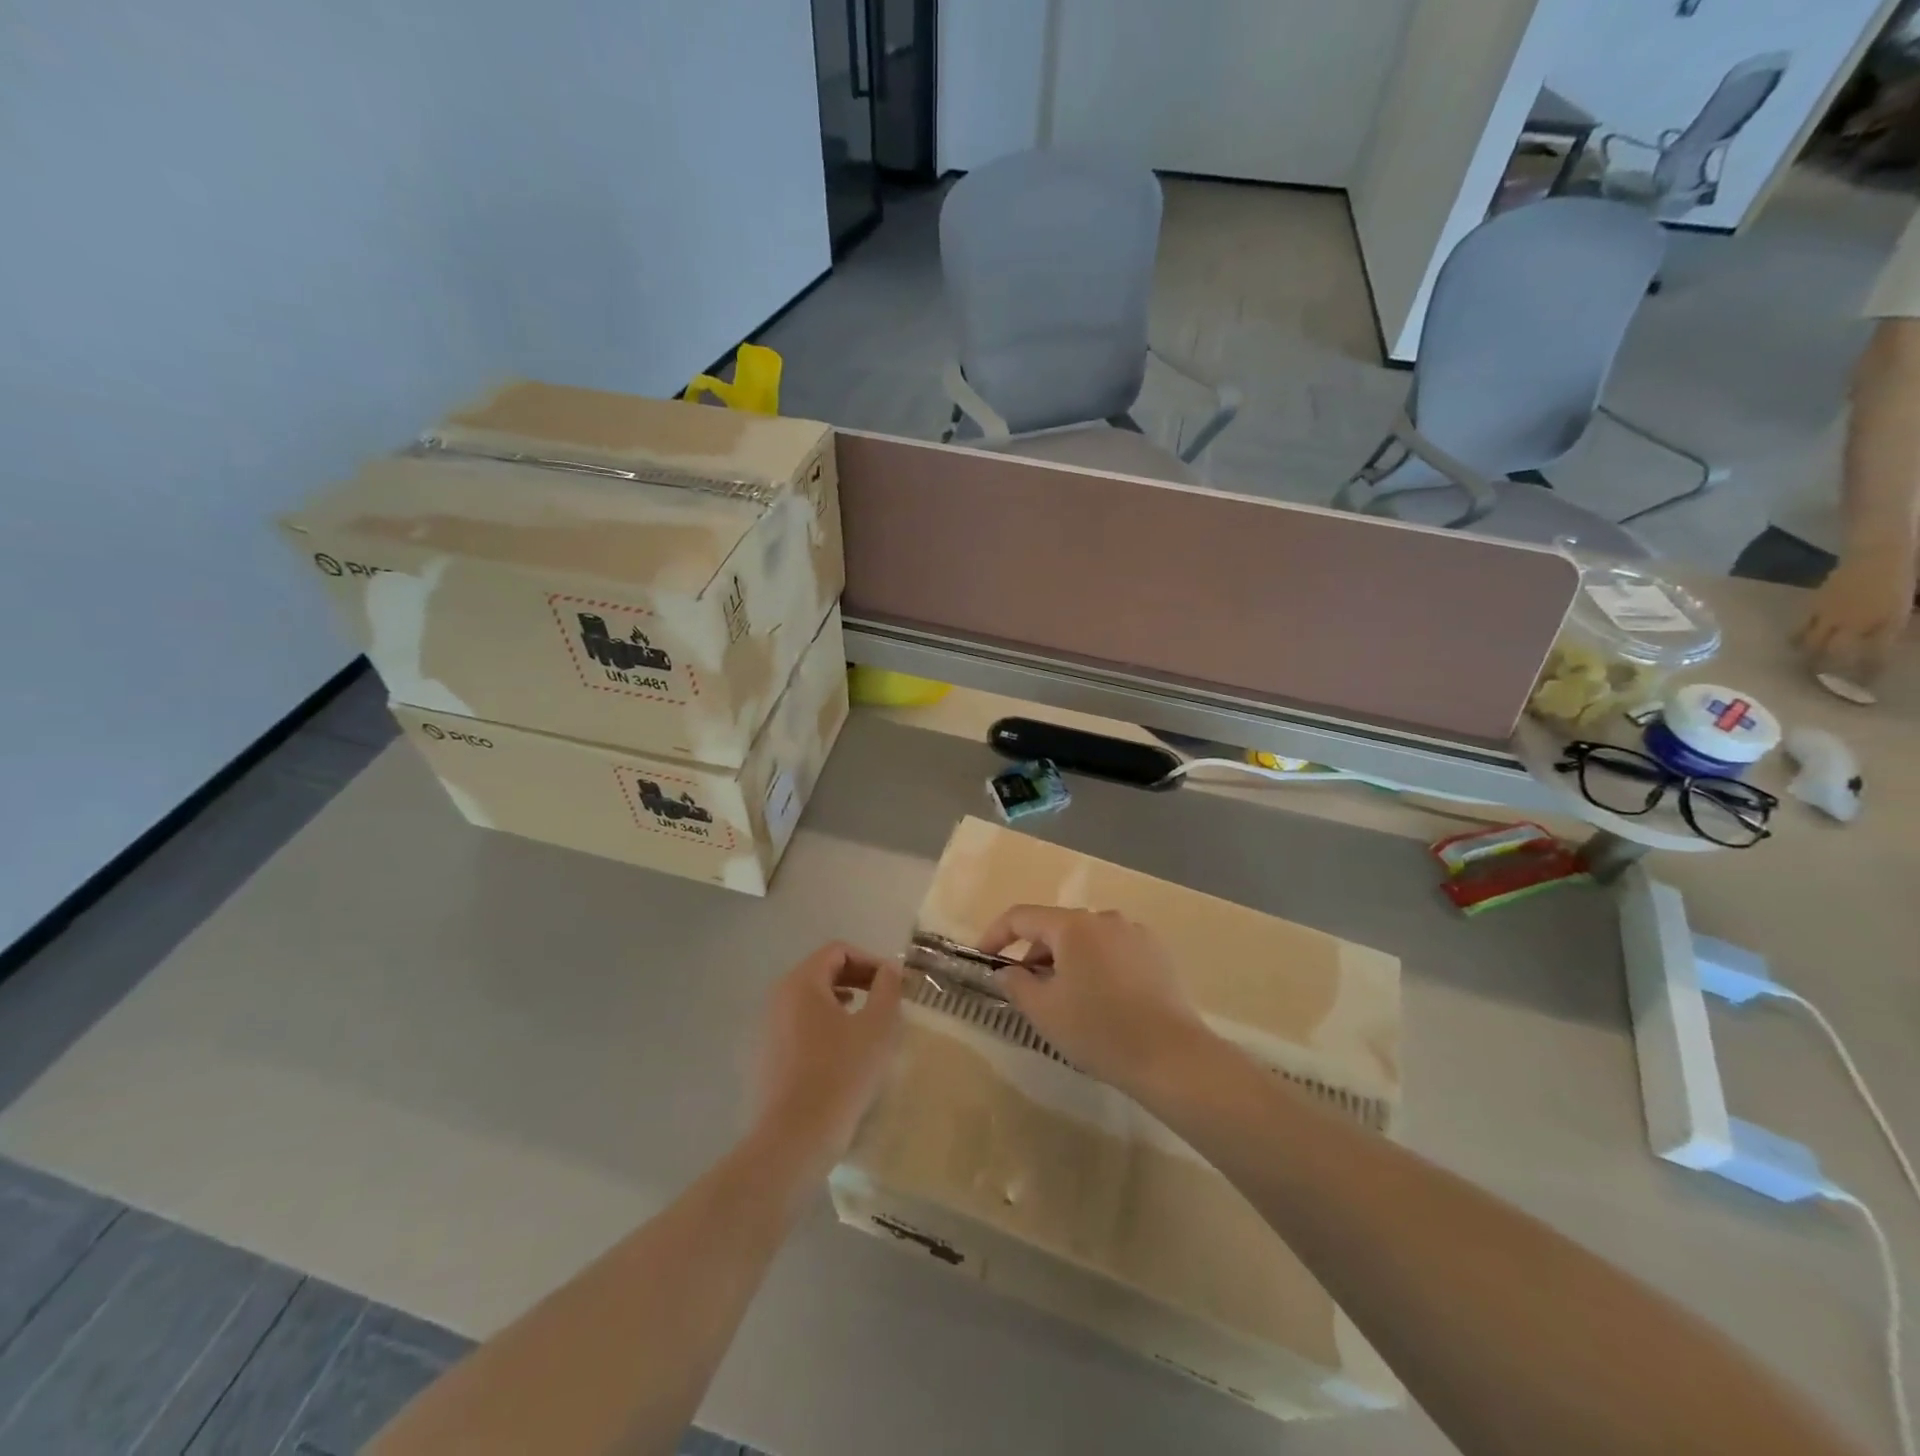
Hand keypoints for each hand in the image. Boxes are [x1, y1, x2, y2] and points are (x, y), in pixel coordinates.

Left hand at [754, 943, 902, 1175]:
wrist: (794, 1138)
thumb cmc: (841, 1074)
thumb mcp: (877, 1027)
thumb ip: (887, 989)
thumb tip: (889, 969)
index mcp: (801, 983)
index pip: (838, 951)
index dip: (870, 960)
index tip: (893, 984)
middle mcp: (778, 997)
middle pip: (822, 972)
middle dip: (857, 979)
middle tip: (885, 1000)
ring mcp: (767, 1027)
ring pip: (810, 1000)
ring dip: (842, 1002)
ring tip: (866, 1024)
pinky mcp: (765, 1056)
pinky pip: (799, 1025)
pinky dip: (824, 1025)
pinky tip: (842, 1051)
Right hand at [976, 906, 1211, 1096]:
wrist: (1171, 1056)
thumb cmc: (1099, 1030)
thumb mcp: (1044, 1011)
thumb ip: (1016, 984)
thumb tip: (1007, 971)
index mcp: (1073, 925)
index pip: (1022, 917)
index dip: (996, 934)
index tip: (984, 958)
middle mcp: (1104, 918)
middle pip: (1056, 927)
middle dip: (1035, 954)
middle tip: (1027, 990)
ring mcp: (1135, 933)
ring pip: (1086, 939)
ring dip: (1067, 961)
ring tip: (1066, 999)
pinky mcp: (1157, 953)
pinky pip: (1114, 951)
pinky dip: (1097, 966)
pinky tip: (1102, 1001)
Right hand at [1794, 542, 1916, 682]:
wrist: (1881, 549)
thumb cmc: (1904, 573)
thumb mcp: (1909, 602)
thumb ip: (1898, 621)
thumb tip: (1890, 638)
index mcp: (1887, 623)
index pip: (1874, 657)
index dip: (1867, 674)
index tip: (1864, 689)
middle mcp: (1856, 624)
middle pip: (1837, 654)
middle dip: (1831, 671)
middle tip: (1825, 682)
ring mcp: (1832, 615)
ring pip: (1813, 643)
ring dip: (1810, 657)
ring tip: (1805, 667)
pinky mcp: (1816, 606)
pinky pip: (1803, 627)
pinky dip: (1799, 638)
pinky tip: (1796, 644)